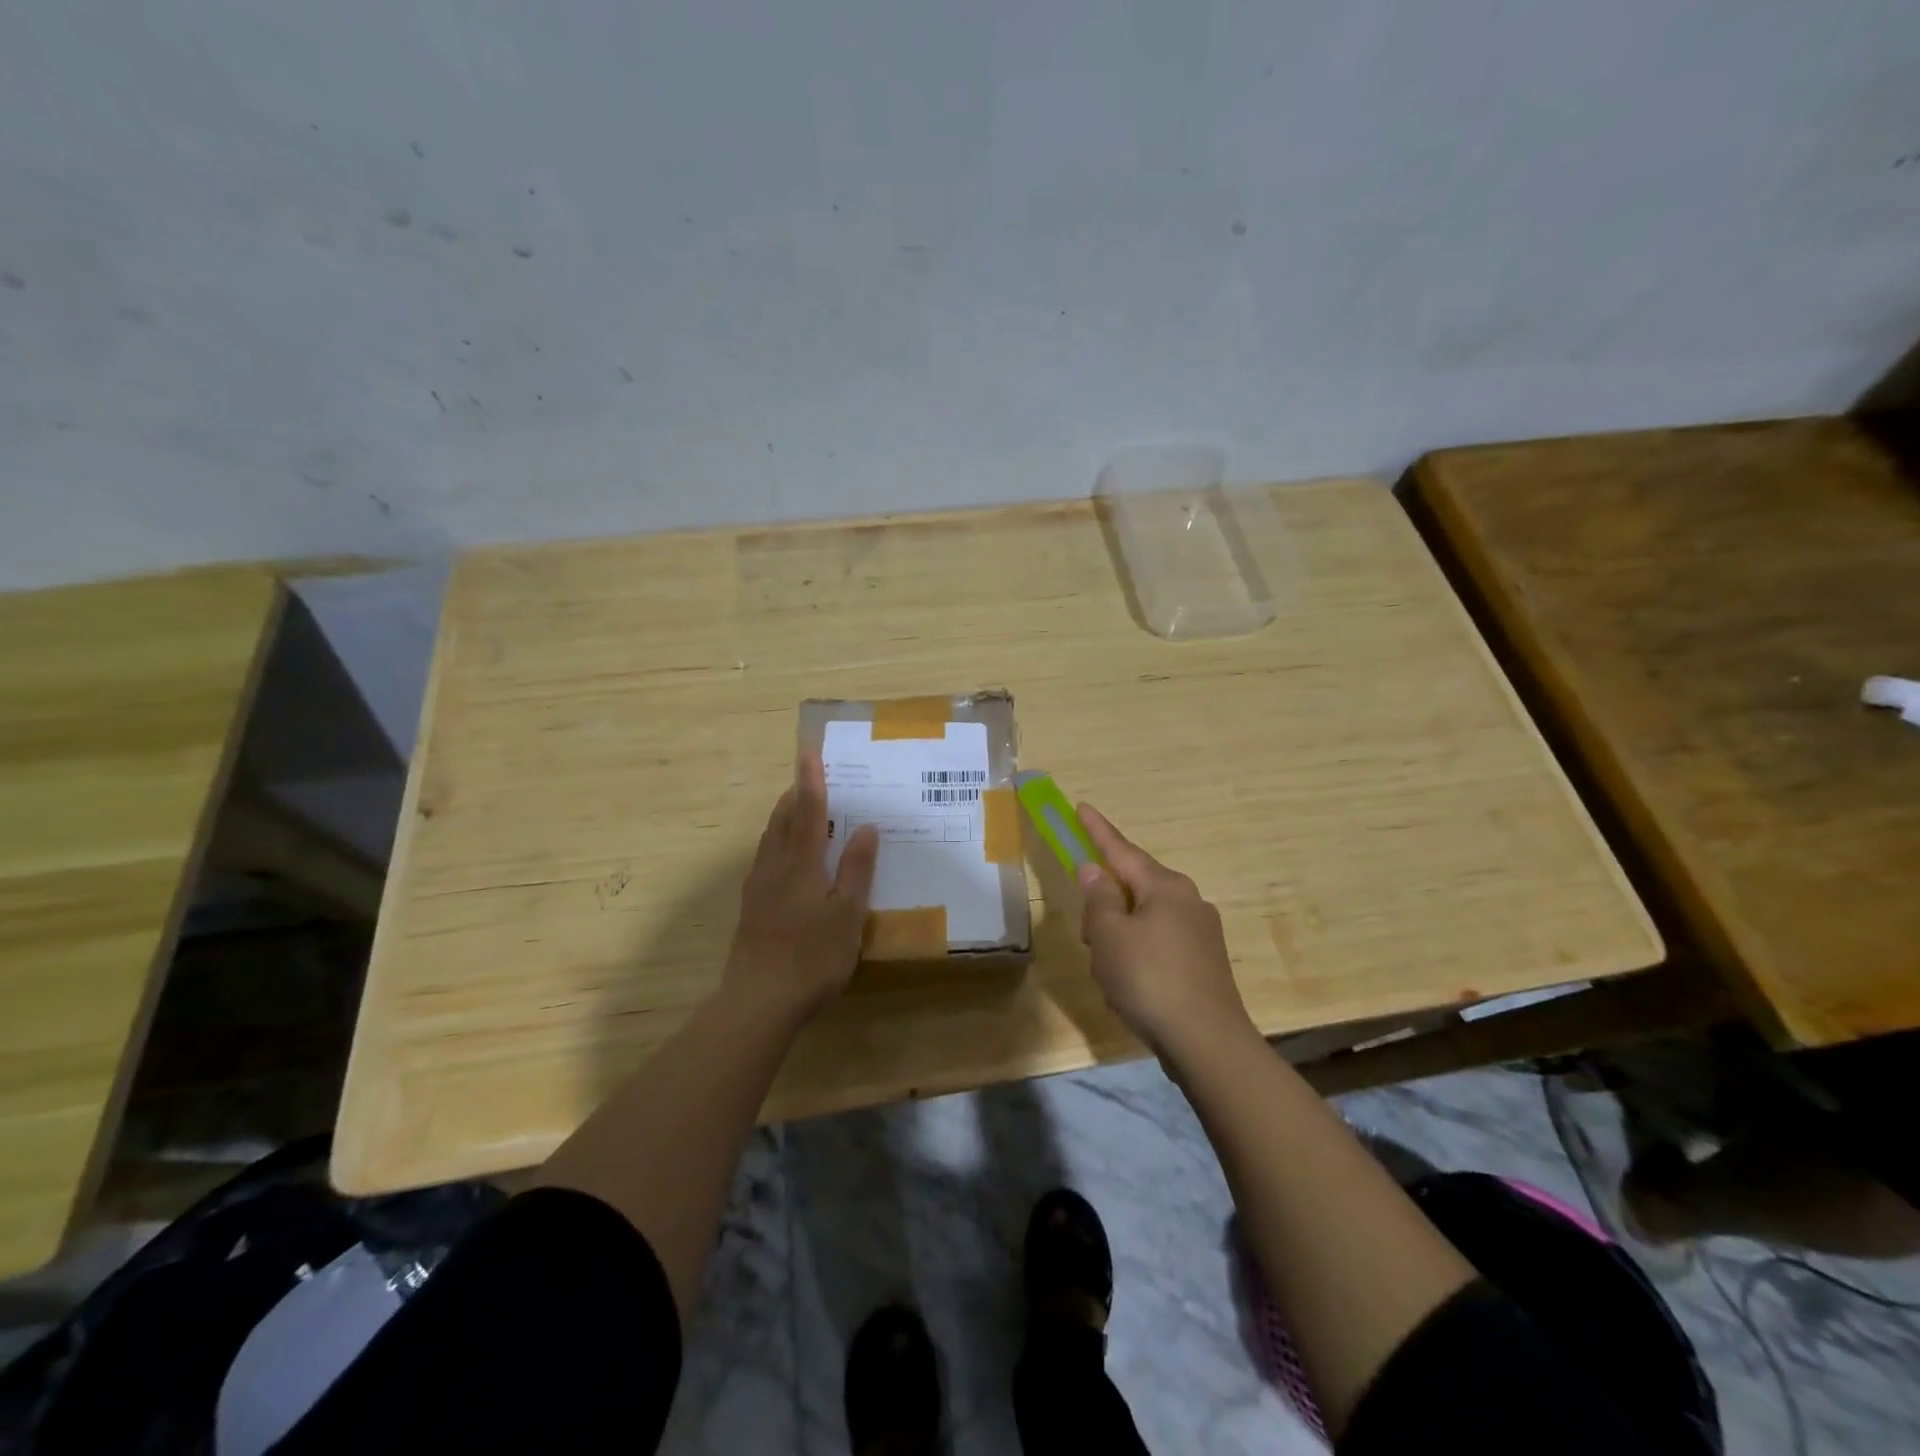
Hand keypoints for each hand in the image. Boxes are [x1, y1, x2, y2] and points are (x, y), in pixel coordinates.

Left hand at [725, 754, 879, 1020]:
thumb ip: (856, 869)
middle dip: (794, 794)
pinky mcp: (752, 908)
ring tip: (799, 810)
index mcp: (801, 863)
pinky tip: (786, 859)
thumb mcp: (847, 913)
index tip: (810, 752)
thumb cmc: (812, 956)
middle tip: (809, 778)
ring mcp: (758, 887)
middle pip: (782, 820)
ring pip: (769, 839)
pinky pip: (765, 859)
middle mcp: (774, 867)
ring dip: (784, 817)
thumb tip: (866, 827)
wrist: (758, 1001)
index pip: (807, 810)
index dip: (811, 781)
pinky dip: (778, 843)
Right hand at [1076, 804, 1254, 1059]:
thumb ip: (1099, 899)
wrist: (1208, 1043)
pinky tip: (1128, 986)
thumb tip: (1095, 870)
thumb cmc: (1149, 979)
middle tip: (1088, 935)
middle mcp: (1189, 901)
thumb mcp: (1110, 936)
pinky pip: (1159, 945)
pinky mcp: (1205, 963)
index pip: (1123, 850)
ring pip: (1144, 920)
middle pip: (1134, 888)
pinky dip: (1137, 955)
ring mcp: (1201, 933)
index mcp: (1166, 887)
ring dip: (1119, 936)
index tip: (1081, 807)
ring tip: (1107, 971)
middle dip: (1105, 905)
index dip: (1098, 831)